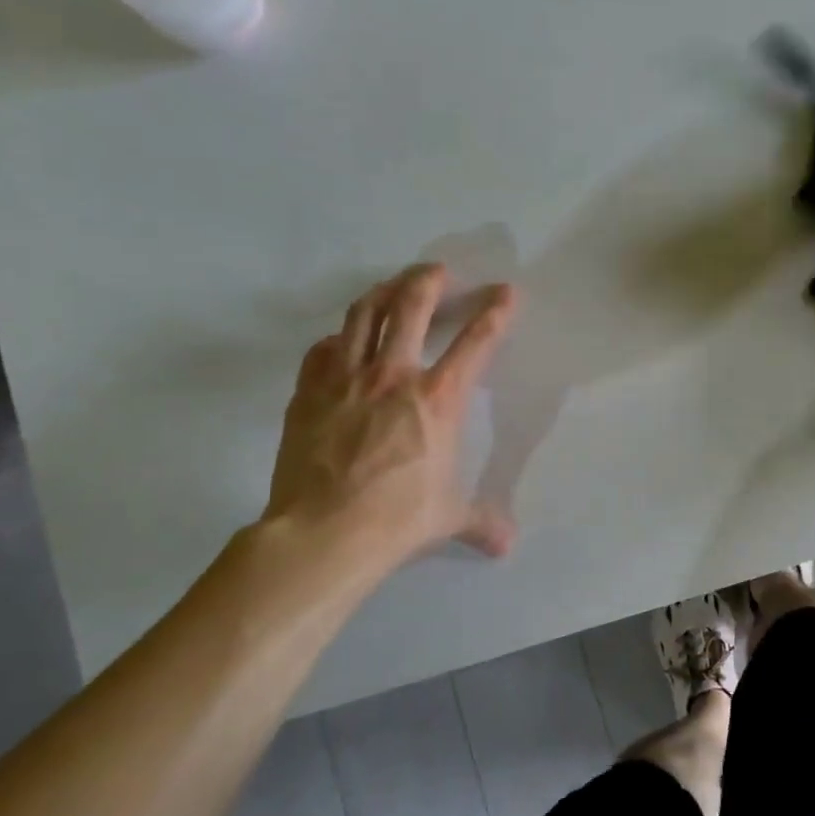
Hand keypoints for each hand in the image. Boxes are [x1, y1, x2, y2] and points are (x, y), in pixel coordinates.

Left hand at [262, 265, 518, 582]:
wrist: (325, 533)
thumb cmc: (399, 518)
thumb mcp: (449, 518)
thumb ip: (481, 521)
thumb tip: (506, 545)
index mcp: (438, 399)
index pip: (475, 343)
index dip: (494, 313)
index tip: (505, 291)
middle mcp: (393, 375)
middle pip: (411, 307)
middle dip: (428, 281)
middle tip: (437, 270)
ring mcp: (345, 379)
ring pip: (362, 315)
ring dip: (381, 293)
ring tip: (391, 285)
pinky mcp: (308, 393)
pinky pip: (322, 351)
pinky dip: (337, 339)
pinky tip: (341, 341)